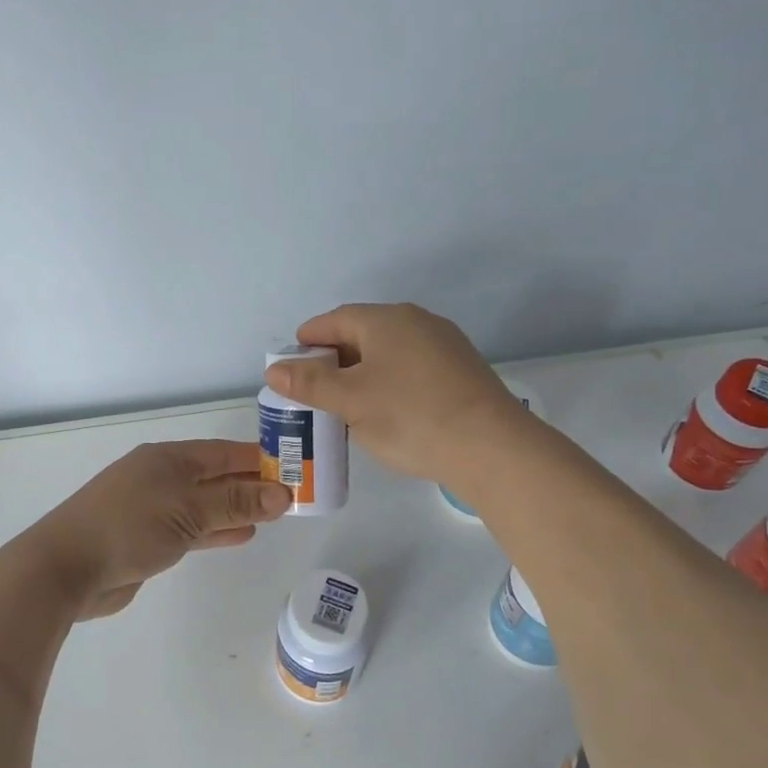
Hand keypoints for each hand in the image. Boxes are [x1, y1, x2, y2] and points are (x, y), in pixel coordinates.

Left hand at [23, 440, 292, 618]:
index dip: (257, 459)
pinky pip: (192, 528)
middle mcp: (161, 477)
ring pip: (205, 504)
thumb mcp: (188, 510)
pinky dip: (216, 530)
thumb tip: (283, 493)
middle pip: (215, 477)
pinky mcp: (147, 539)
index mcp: (168, 459)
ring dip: (236, 509)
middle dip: (250, 485)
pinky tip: (241, 534)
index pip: (223, 452)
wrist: (65, 569)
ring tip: (273, 515)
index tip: (292, 467)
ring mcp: (152, 508)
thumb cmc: (128, 527)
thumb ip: (235, 502)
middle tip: (291, 495)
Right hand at [262, 303, 527, 483]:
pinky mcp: (461, 369)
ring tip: (347, 406)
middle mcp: (416, 321)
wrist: (492, 448)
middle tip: (315, 393)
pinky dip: (390, 382)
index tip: (290, 369)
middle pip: (361, 334)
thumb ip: (309, 384)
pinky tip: (387, 411)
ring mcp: (443, 344)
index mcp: (385, 320)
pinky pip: (411, 367)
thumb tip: (274, 369)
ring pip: (388, 352)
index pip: (332, 321)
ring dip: (362, 373)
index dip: (306, 343)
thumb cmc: (410, 417)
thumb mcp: (350, 402)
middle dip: (333, 361)